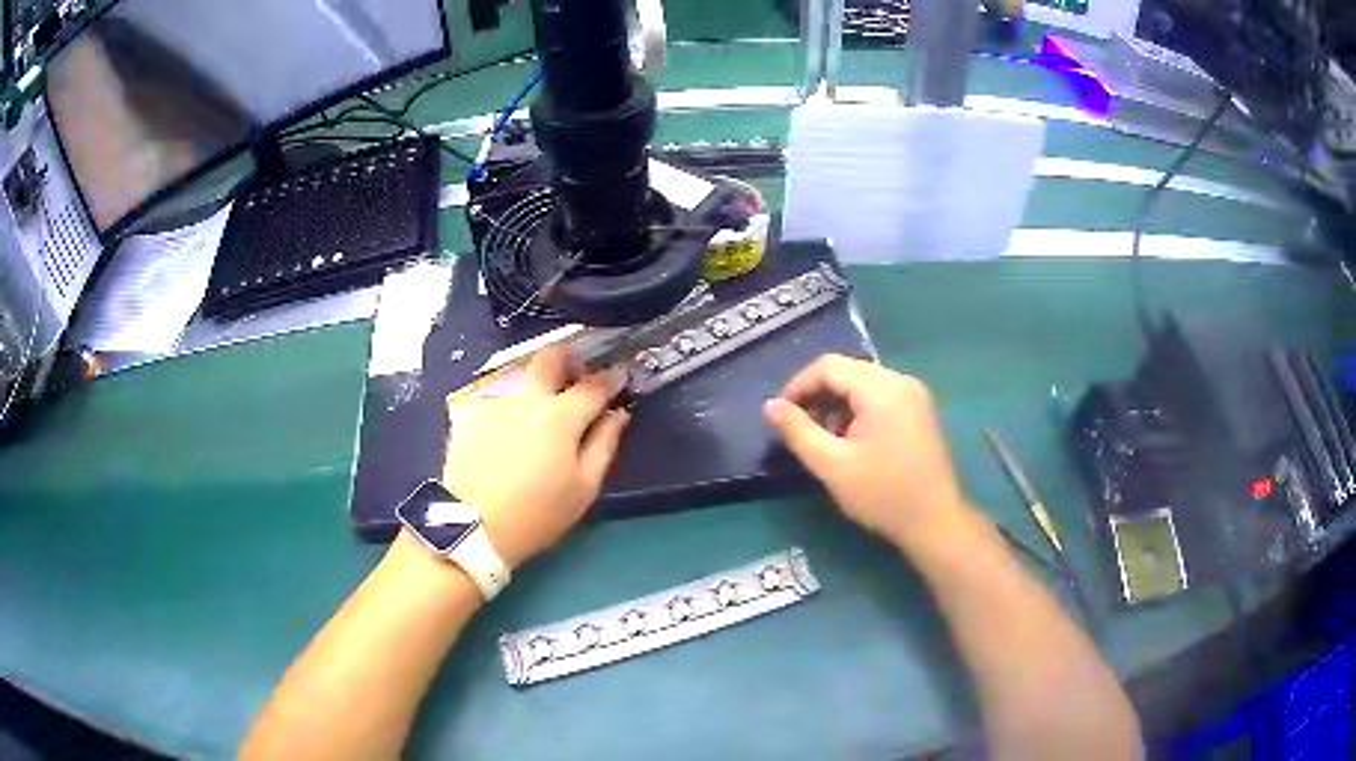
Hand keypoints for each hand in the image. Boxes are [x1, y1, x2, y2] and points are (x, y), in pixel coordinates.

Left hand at [441, 345, 629, 568]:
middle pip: (550, 356)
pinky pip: (491, 398)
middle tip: (576, 377)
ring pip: (520, 377)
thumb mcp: (584, 488)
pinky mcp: (467, 414)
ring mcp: (494, 402)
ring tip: (537, 413)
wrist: (473, 526)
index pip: (594, 384)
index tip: (619, 376)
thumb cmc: (538, 514)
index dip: (611, 378)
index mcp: (561, 416)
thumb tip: (617, 414)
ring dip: (536, 386)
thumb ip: (604, 444)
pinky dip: (504, 407)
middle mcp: (527, 398)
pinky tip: (502, 428)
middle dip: (569, 358)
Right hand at [763, 354, 968, 548]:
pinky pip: (880, 396)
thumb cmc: (882, 494)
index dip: (798, 385)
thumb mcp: (832, 465)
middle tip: (800, 430)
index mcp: (881, 388)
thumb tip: (770, 406)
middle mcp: (901, 381)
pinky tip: (851, 441)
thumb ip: (797, 431)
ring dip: (837, 404)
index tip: (780, 415)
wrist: (935, 521)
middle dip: (817, 396)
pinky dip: (858, 410)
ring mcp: (915, 394)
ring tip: (824, 440)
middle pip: (847, 371)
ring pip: (863, 384)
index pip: (829, 366)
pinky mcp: (920, 411)